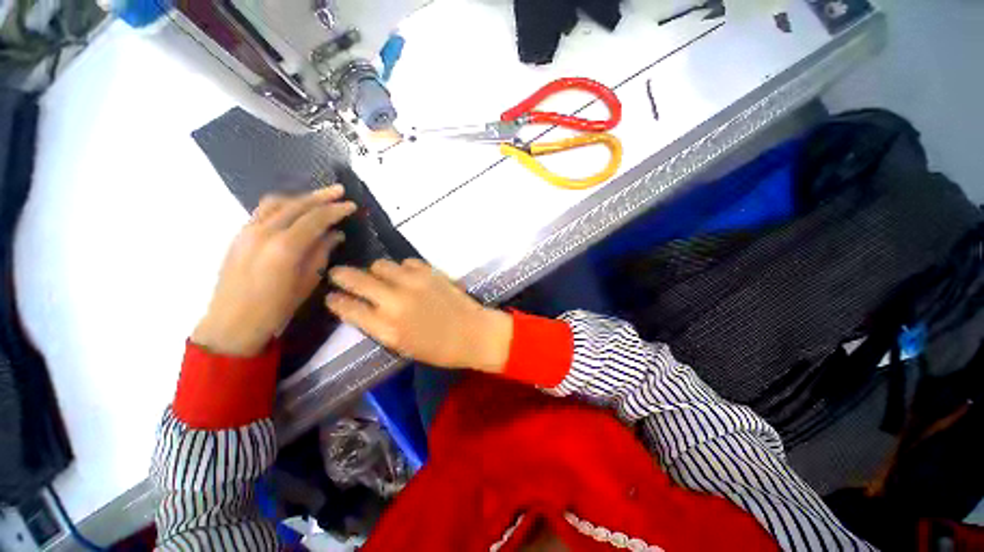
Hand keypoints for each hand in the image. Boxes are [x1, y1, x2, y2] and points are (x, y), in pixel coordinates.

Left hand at [192, 187, 356, 356]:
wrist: (233, 322)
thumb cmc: (277, 307)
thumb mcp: (308, 282)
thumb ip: (322, 252)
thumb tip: (335, 234)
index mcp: (285, 247)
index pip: (315, 218)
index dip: (336, 210)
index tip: (352, 206)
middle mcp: (264, 232)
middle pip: (296, 204)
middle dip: (321, 196)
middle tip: (340, 191)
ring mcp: (248, 230)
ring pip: (277, 202)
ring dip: (301, 197)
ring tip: (319, 197)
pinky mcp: (239, 234)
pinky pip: (263, 210)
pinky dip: (283, 204)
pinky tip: (295, 209)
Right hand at [326, 259, 512, 371]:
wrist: (473, 332)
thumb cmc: (438, 348)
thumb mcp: (402, 346)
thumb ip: (378, 326)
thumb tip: (361, 307)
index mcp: (386, 328)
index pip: (348, 308)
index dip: (335, 300)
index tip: (332, 296)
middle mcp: (395, 301)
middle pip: (356, 279)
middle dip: (342, 275)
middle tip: (339, 274)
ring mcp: (413, 282)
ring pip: (381, 265)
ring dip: (377, 271)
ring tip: (382, 278)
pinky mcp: (430, 272)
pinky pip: (407, 262)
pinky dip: (403, 268)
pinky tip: (407, 276)